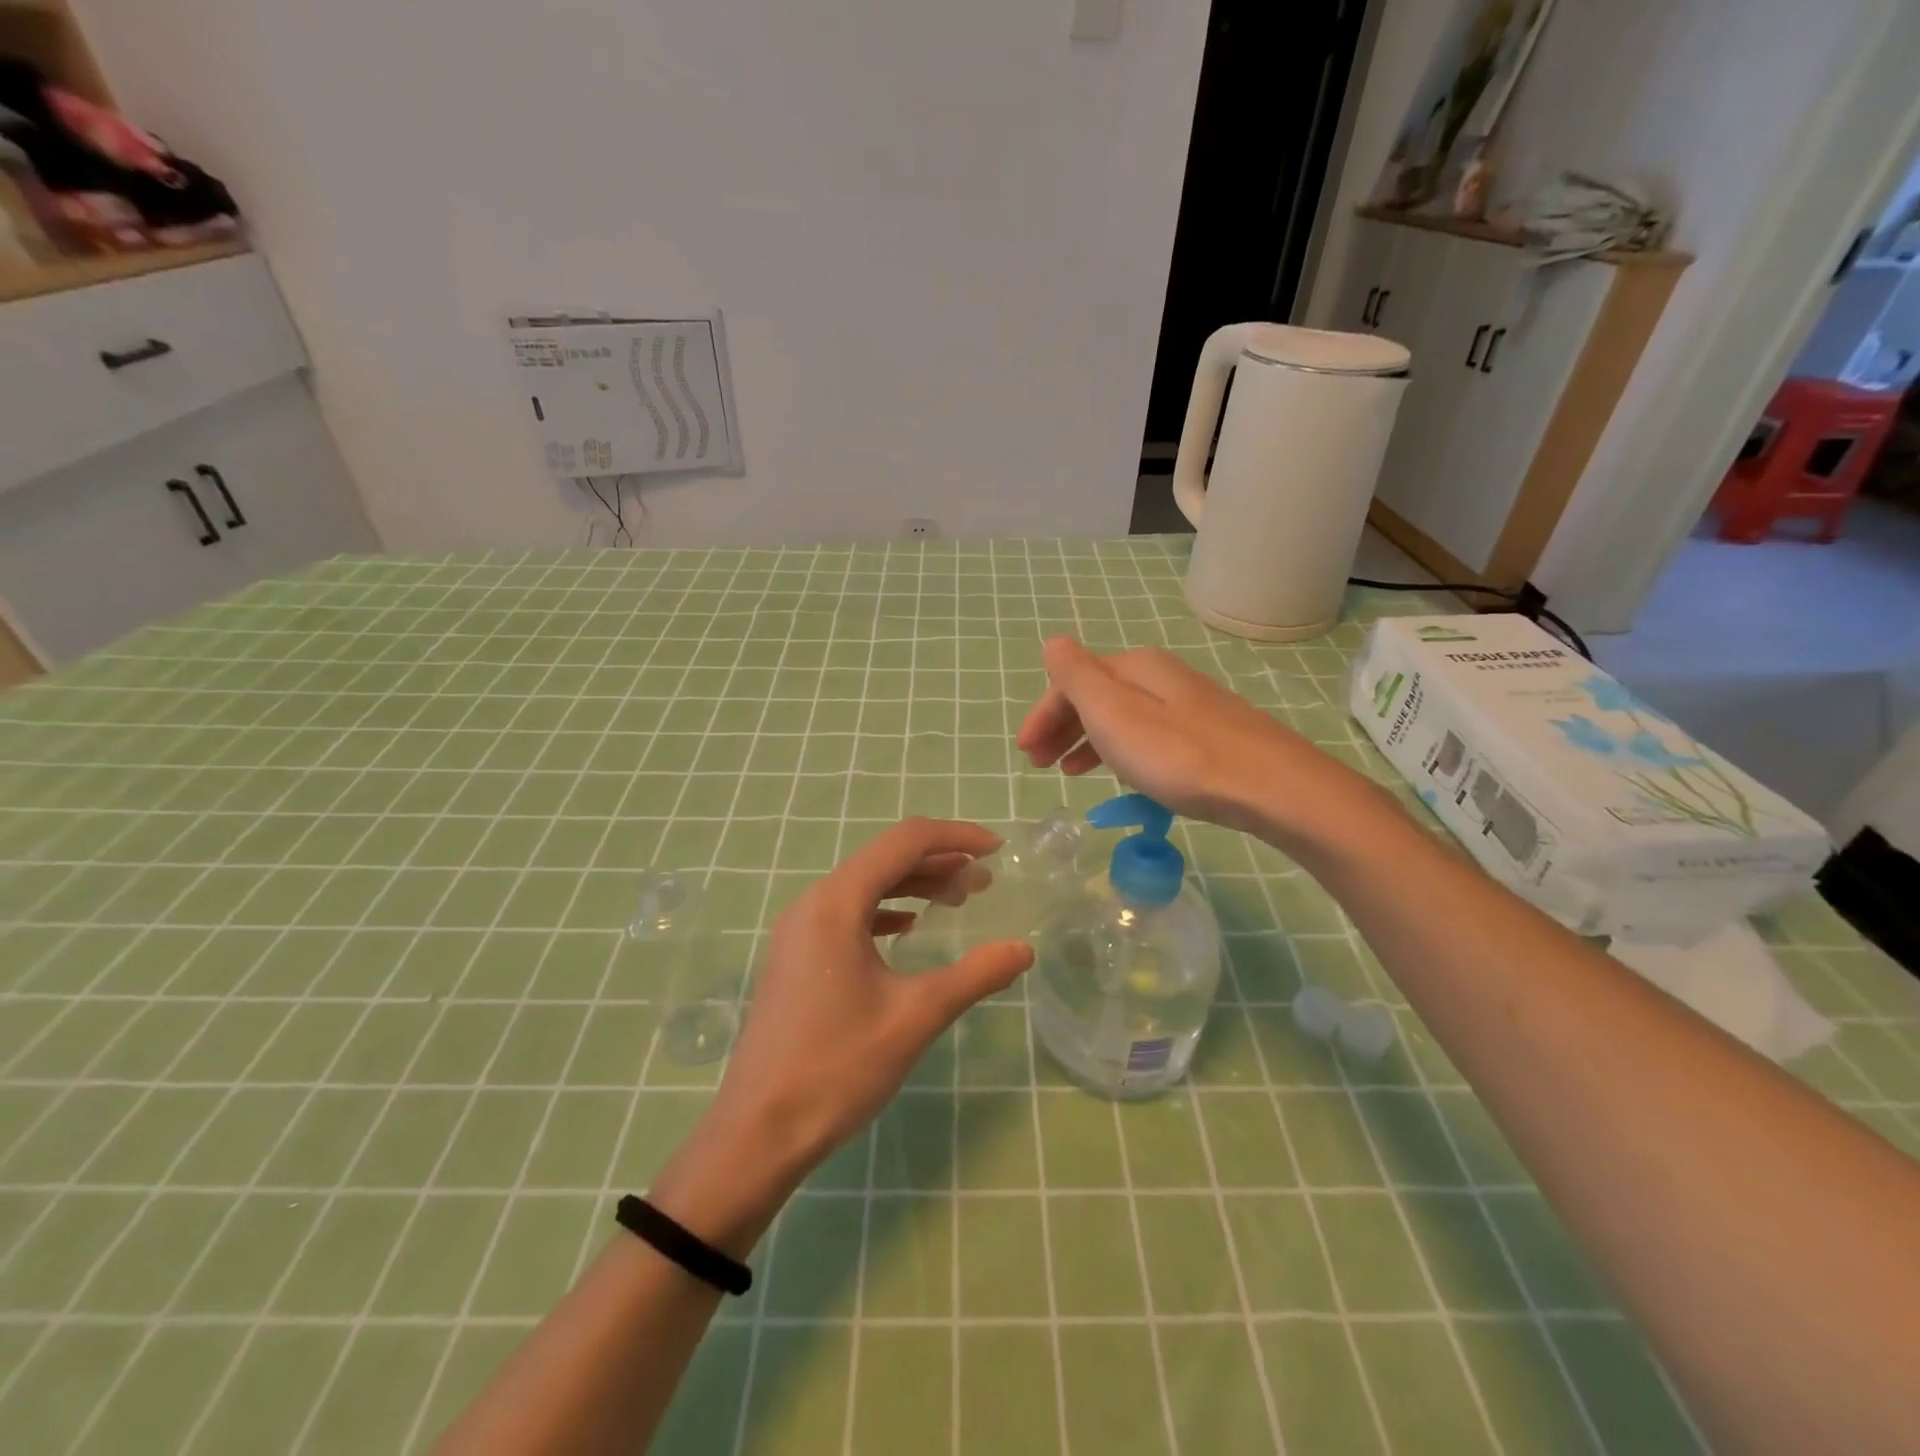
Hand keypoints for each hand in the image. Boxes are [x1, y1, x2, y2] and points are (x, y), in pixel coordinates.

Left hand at [704, 817, 1033, 1185]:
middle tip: (986, 883)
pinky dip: (886, 910)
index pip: (905, 841)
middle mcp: (813, 902)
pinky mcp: (796, 955)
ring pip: (866, 886)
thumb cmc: (838, 1067)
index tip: (997, 851)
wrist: (757, 1133)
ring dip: (914, 885)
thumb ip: (975, 975)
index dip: (956, 837)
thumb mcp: (916, 1017)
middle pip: (884, 859)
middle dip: (939, 862)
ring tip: (959, 900)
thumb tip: (1023, 950)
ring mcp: (799, 929)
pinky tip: (909, 928)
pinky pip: (848, 913)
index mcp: (837, 902)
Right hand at [1017, 636, 1391, 851]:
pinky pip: (1147, 735)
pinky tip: (1122, 773)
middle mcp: (1161, 677)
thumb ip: (1078, 676)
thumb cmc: (1179, 755)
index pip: (1073, 682)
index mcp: (1135, 668)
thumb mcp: (1114, 713)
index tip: (1026, 753)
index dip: (1043, 714)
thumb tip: (1054, 642)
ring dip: (1087, 740)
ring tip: (1070, 772)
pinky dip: (1121, 750)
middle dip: (1062, 727)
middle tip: (1040, 764)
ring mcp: (1188, 705)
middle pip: (1097, 696)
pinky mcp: (1208, 735)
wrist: (1271, 787)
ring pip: (1122, 717)